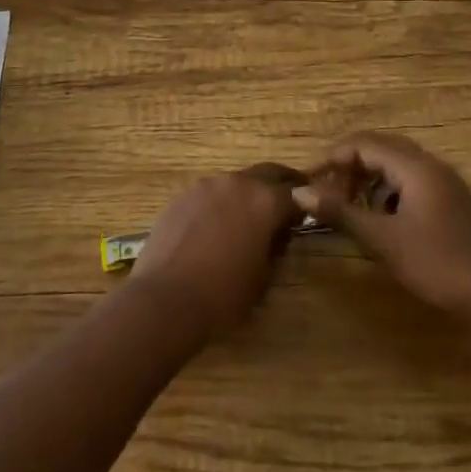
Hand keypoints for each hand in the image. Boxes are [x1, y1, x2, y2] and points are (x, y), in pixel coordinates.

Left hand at [130, 164, 302, 338]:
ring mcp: (206, 185)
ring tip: (246, 220)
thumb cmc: (223, 294)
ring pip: (237, 181)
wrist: (166, 297)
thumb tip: (278, 233)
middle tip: (285, 205)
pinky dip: (220, 203)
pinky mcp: (183, 195)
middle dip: (280, 186)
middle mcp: (237, 182)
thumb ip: (277, 246)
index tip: (304, 218)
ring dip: (247, 194)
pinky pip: (211, 192)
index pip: (297, 193)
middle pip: (268, 174)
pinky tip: (214, 227)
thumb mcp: (264, 276)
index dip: (304, 206)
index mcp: (265, 201)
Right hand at [295, 132, 470, 320]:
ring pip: (397, 165)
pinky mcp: (450, 202)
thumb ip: (340, 212)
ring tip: (348, 204)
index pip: (365, 144)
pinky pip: (410, 181)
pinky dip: (387, 191)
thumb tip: (299, 192)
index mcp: (415, 167)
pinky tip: (379, 218)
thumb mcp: (382, 239)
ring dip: (368, 178)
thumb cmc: (437, 263)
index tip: (312, 181)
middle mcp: (430, 166)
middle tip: (326, 190)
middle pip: (381, 148)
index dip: (334, 157)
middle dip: (350, 165)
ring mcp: (444, 183)